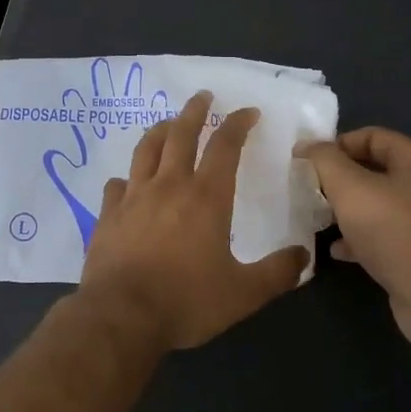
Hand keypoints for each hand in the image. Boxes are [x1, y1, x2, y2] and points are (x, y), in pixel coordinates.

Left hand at [78, 92, 309, 352]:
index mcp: (206, 197)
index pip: (224, 147)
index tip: (247, 112)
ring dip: (159, 132)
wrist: (121, 315)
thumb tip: (303, 256)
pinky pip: (117, 185)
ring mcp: (133, 198)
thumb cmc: (187, 301)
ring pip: (145, 151)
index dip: (237, 124)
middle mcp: (168, 186)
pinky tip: (128, 183)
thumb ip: (277, 273)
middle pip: (180, 135)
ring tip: (166, 123)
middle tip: (202, 96)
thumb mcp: (244, 293)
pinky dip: (127, 178)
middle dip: (194, 112)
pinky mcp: (107, 215)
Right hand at [294, 128, 410, 349]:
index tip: (309, 161)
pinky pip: (384, 236)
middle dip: (340, 179)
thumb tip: (306, 146)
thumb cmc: (394, 231)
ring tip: (319, 219)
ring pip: (378, 206)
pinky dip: (360, 239)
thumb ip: (325, 161)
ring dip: (347, 211)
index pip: (373, 137)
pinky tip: (338, 250)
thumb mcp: (350, 188)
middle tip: (310, 190)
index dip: (338, 144)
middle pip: (375, 171)